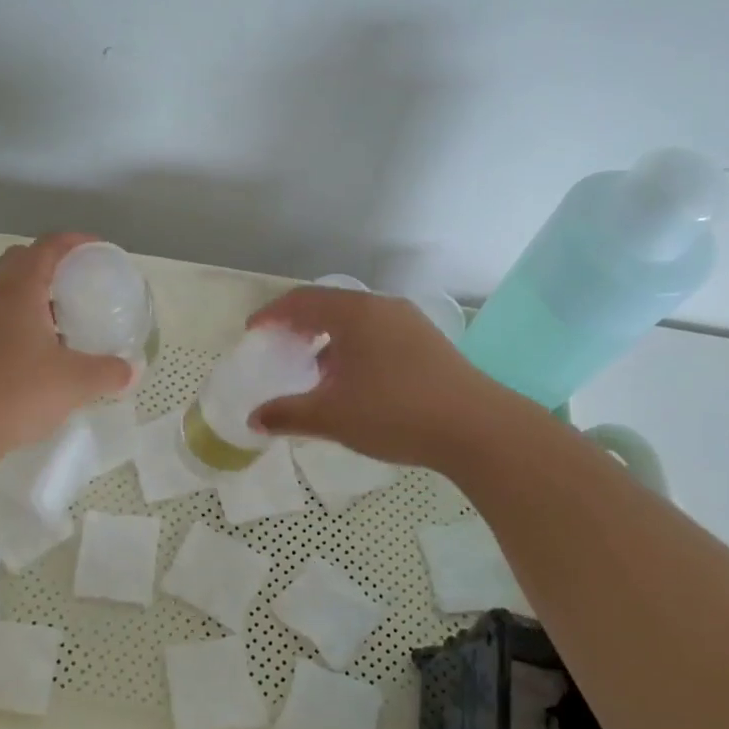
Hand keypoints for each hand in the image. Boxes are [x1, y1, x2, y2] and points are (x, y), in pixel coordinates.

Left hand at [0, 234, 134, 455]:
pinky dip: (15, 317)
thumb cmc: (18, 392)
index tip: (97, 249)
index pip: (47, 247)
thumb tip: (130, 372)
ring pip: (2, 288)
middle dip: (49, 261)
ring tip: (58, 315)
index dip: (74, 241)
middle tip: (77, 280)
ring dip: (30, 290)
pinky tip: (34, 348)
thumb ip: (108, 372)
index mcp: (19, 290)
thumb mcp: (75, 383)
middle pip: (19, 259)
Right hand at [249, 287, 520, 468]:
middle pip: (329, 306)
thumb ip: (288, 414)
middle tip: (281, 346)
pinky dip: (354, 347)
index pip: (301, 301)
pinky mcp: (428, 342)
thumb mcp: (331, 416)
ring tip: (316, 369)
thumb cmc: (394, 413)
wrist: (476, 428)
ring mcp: (409, 322)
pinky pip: (378, 333)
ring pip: (356, 321)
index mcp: (354, 313)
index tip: (253, 331)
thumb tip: (254, 419)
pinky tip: (355, 381)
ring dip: (329, 338)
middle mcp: (381, 307)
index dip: (272, 315)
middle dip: (300, 324)